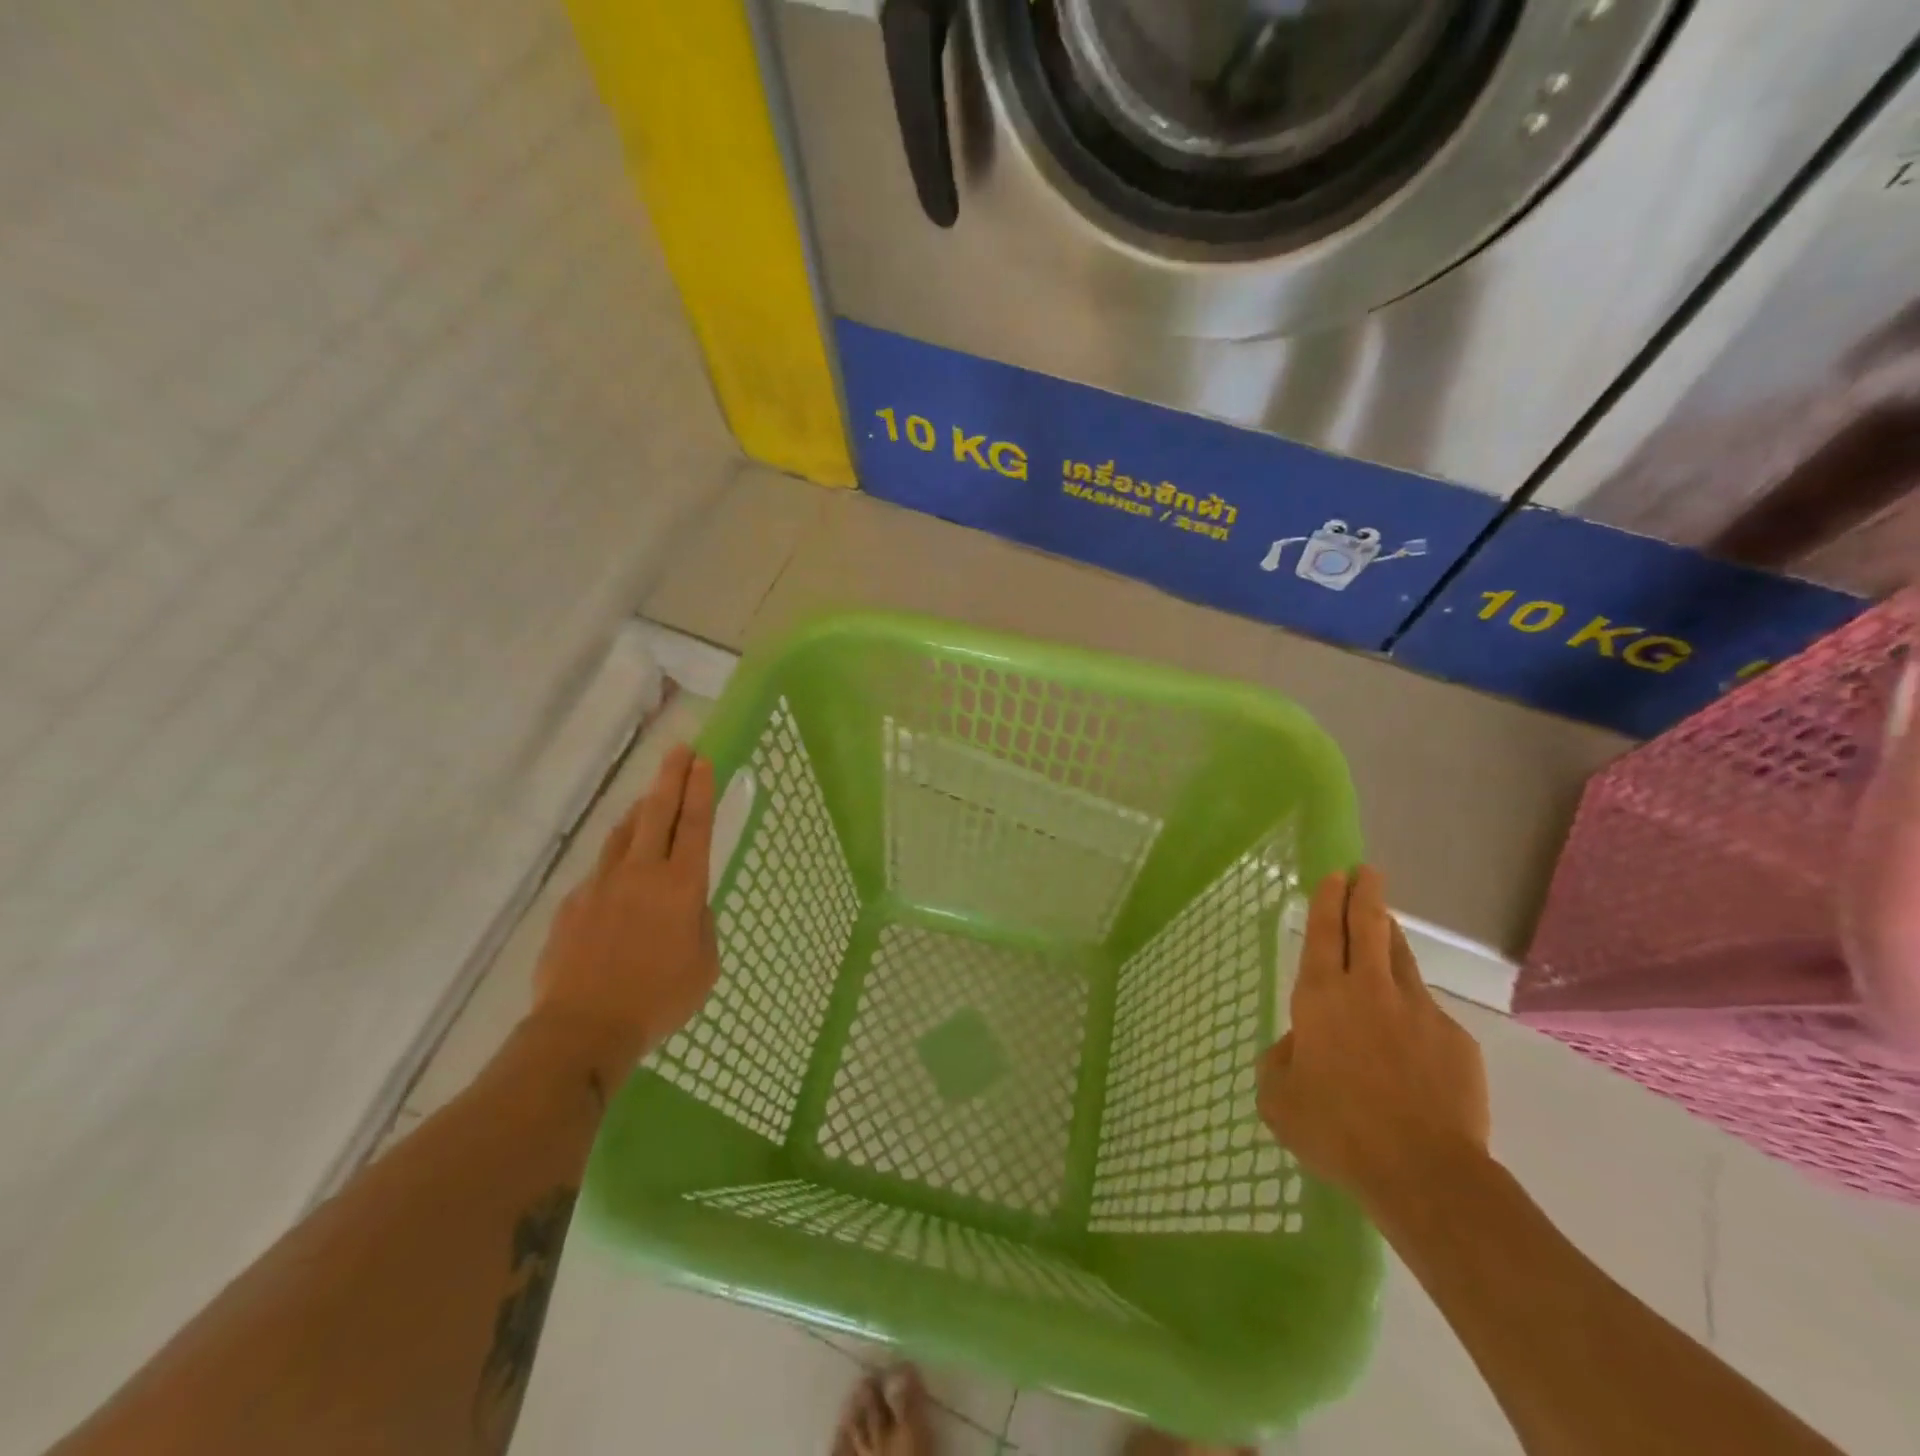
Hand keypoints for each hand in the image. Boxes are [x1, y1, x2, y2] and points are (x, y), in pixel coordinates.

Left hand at [529, 744, 720, 1081]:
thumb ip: (700, 924)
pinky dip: (614, 863)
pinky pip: (599, 872)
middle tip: (679, 750)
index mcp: (681, 887)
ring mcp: (601, 885)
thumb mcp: (705, 965)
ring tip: (648, 799)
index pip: (694, 825)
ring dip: (639, 812)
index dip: (700, 790)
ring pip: (622, 835)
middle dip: (670, 778)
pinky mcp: (572, 904)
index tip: (703, 761)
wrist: (583, 1028)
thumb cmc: (658, 999)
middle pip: (656, 813)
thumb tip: (686, 905)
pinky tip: (617, 879)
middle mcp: (641, 874)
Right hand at [1256, 866, 1490, 1219]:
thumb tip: (1300, 1046)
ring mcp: (1418, 1011)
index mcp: (1321, 997)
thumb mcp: (1278, 1099)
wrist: (1424, 1173)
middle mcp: (1369, 990)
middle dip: (1366, 894)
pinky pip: (1427, 1012)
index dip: (1327, 900)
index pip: (1324, 933)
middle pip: (1369, 927)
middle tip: (1367, 872)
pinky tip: (1411, 1038)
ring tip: (1386, 923)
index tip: (1334, 875)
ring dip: (1391, 935)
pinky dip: (1413, 1010)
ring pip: (1401, 958)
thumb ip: (1281, 1061)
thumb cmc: (1336, 1130)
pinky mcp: (1455, 1040)